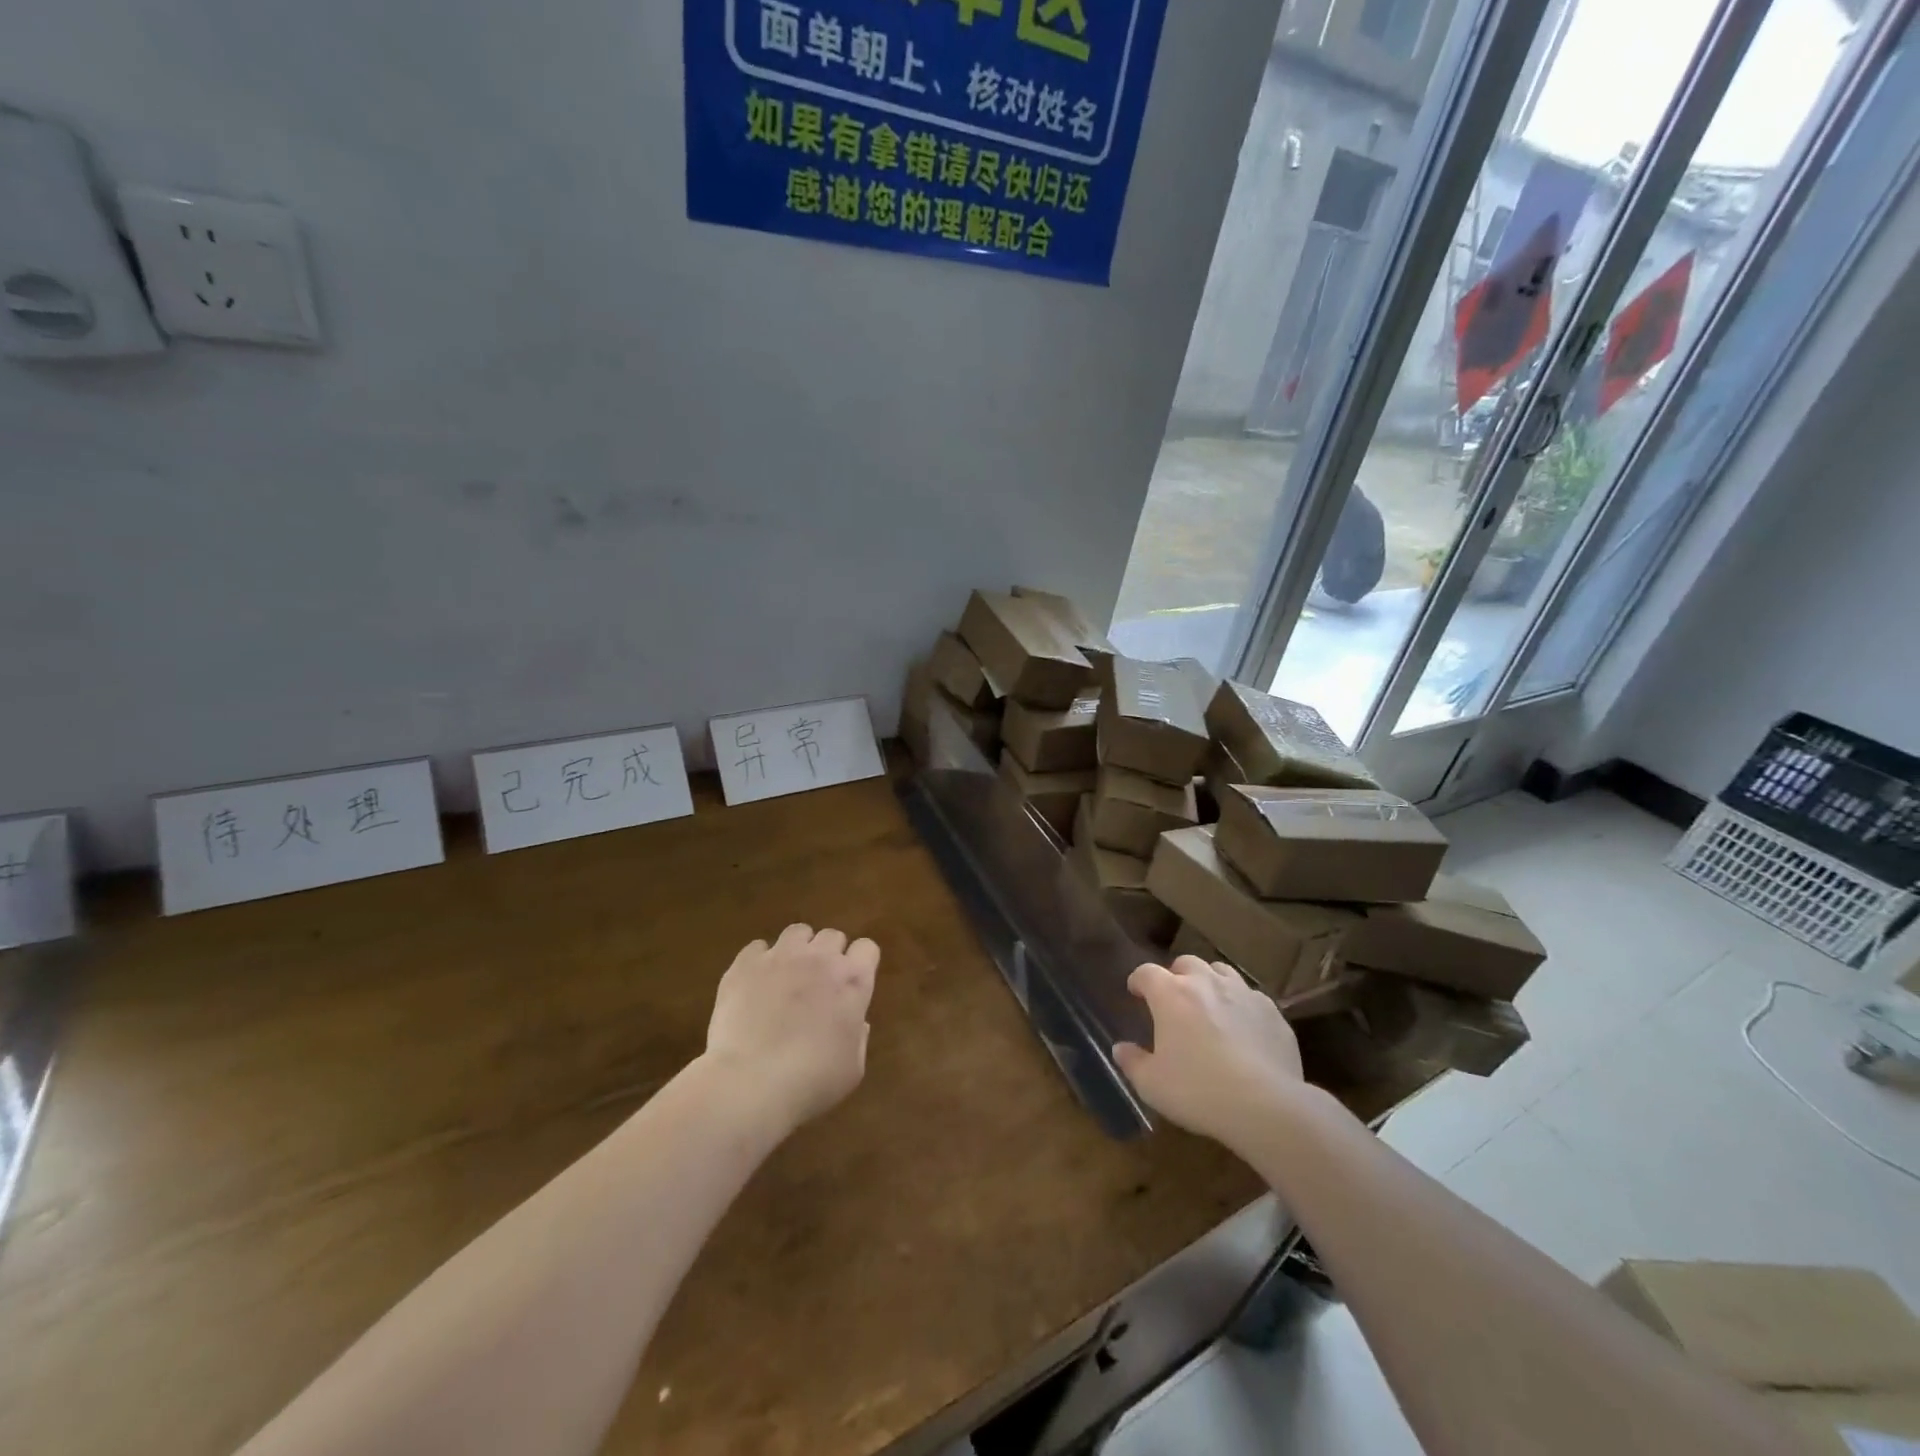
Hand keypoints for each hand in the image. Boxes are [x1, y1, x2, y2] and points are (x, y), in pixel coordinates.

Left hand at [706, 924, 879, 1130]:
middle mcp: (820, 958)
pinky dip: (760, 961)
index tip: (852, 985)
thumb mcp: (852, 1069)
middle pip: (832, 936)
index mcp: (853, 980)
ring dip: (798, 949)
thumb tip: (856, 1021)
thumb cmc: (810, 1081)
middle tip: (819, 985)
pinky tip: (755, 984)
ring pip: (797, 932)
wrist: (750, 1082)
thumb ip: (858, 1037)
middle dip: (829, 955)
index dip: (861, 964)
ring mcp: (781, 956)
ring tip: (787, 976)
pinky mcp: (745, 964)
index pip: (867, 948)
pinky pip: (758, 947)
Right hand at [1113, 957, 1305, 1152]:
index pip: (1146, 972)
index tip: (1136, 992)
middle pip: (1186, 963)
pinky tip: (1243, 1026)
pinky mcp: (1271, 1011)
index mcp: (1171, 995)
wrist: (1265, 1105)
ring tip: (1209, 1004)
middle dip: (1176, 976)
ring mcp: (1242, 993)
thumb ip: (1132, 1062)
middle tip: (1174, 999)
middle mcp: (1206, 983)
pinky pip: (1251, 996)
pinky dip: (1241, 1004)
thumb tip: (1120, 1049)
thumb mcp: (1152, 1084)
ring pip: (1221, 971)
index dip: (1138, 980)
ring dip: (1210, 982)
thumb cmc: (1198, 1091)